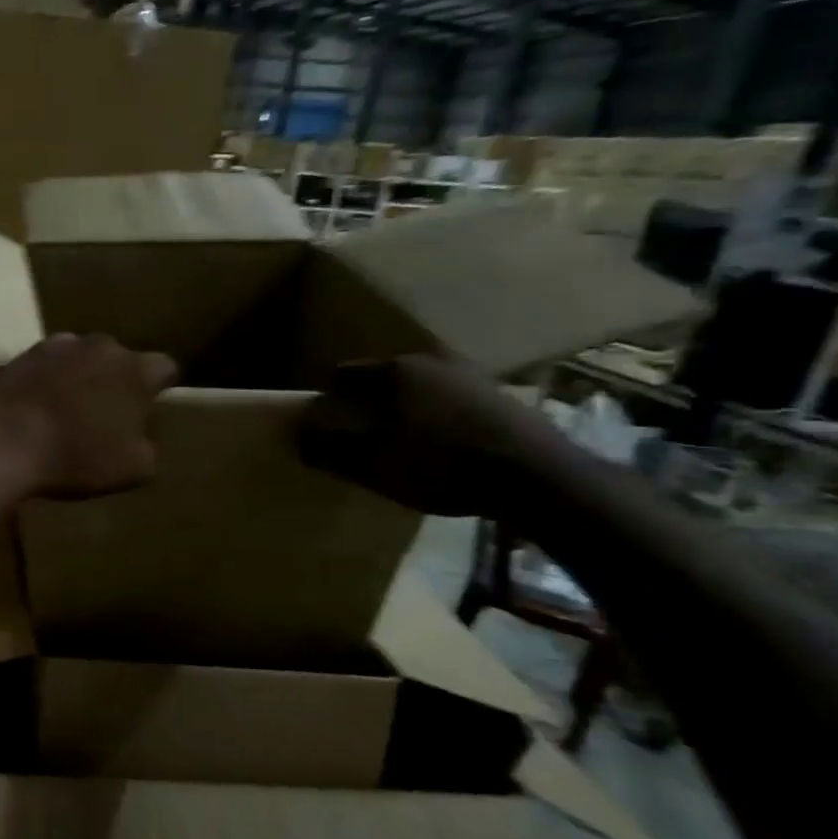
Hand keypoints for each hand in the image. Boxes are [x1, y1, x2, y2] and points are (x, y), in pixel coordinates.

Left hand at [0, 333, 179, 499]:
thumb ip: (147, 446)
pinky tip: (35, 407)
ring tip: (65, 410)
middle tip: (104, 414)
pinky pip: (44, 366)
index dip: (159, 389)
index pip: (165, 369)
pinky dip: (45, 381)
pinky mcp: (21, 355)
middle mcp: (101, 346)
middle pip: (118, 359)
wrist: (6, 443)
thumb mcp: (135, 468)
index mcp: (137, 370)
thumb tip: (140, 437)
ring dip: (78, 377)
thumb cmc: (78, 456)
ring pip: (80, 358)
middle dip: (116, 381)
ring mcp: (58, 346)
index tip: (149, 409)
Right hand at [297, 354, 564, 516]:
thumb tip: (300, 438)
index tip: (328, 427)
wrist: (537, 477)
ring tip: (402, 443)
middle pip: (381, 378)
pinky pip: (449, 400)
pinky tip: (441, 446)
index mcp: (394, 372)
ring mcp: (469, 374)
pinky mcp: (498, 394)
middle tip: (361, 436)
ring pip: (418, 388)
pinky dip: (436, 416)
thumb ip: (330, 451)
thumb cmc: (441, 466)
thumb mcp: (373, 466)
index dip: (328, 401)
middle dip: (366, 403)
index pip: (343, 375)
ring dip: (404, 409)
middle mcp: (430, 361)